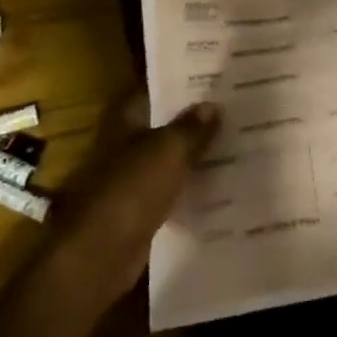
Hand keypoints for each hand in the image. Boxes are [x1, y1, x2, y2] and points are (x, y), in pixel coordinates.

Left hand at [41, 101, 219, 312]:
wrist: (101, 255)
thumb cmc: (131, 190)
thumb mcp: (168, 151)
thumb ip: (191, 128)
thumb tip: (212, 104)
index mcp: (125, 122)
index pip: (152, 93)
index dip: (178, 86)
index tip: (210, 80)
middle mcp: (125, 147)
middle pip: (162, 127)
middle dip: (192, 121)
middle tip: (232, 110)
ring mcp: (131, 181)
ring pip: (168, 161)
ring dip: (193, 156)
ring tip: (235, 144)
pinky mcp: (140, 214)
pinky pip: (171, 193)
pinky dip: (190, 190)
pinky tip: (220, 187)